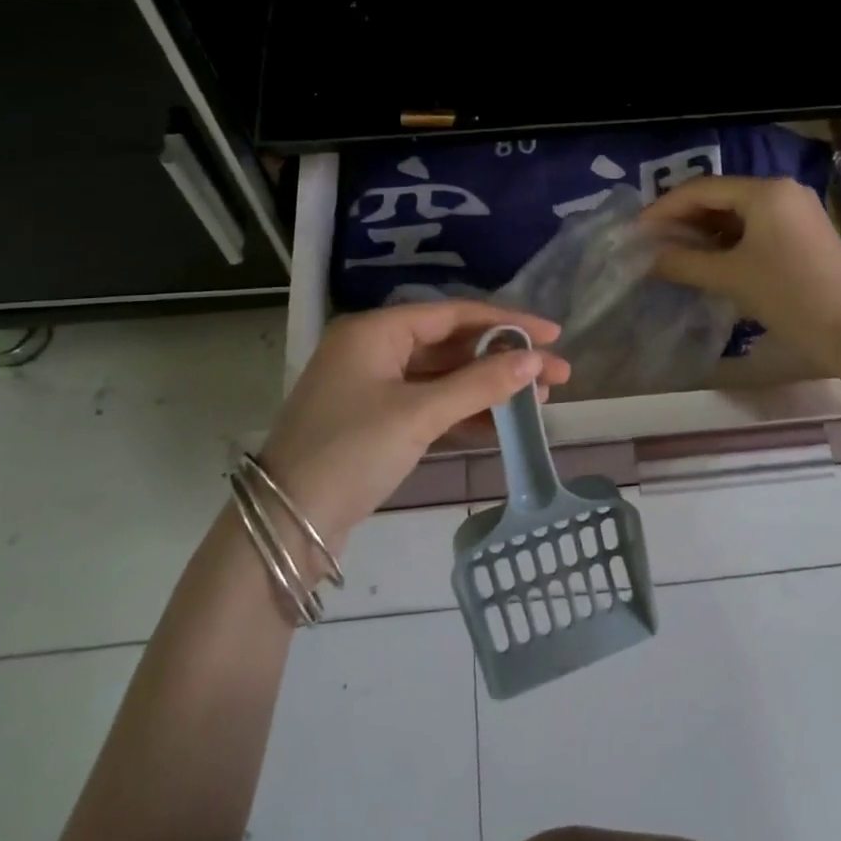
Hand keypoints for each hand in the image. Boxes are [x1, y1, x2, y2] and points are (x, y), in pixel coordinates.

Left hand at [258, 301, 570, 545]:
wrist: (285, 525)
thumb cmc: (350, 453)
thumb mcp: (419, 415)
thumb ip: (479, 385)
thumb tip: (535, 361)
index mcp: (376, 331)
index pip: (455, 315)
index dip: (508, 323)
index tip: (553, 334)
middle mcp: (374, 349)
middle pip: (452, 345)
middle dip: (503, 360)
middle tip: (555, 375)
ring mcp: (374, 386)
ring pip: (444, 377)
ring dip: (487, 387)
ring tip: (538, 402)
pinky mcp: (376, 420)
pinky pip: (430, 404)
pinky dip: (464, 412)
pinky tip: (501, 423)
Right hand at [641, 176, 840, 370]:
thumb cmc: (788, 295)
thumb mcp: (729, 277)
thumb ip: (684, 263)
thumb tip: (651, 257)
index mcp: (765, 191)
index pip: (702, 189)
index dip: (665, 207)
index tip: (638, 229)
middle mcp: (783, 190)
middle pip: (721, 196)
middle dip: (684, 218)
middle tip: (653, 240)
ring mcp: (798, 210)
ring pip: (739, 212)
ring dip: (705, 230)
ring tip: (676, 251)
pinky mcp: (805, 232)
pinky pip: (757, 226)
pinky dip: (729, 239)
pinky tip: (710, 258)